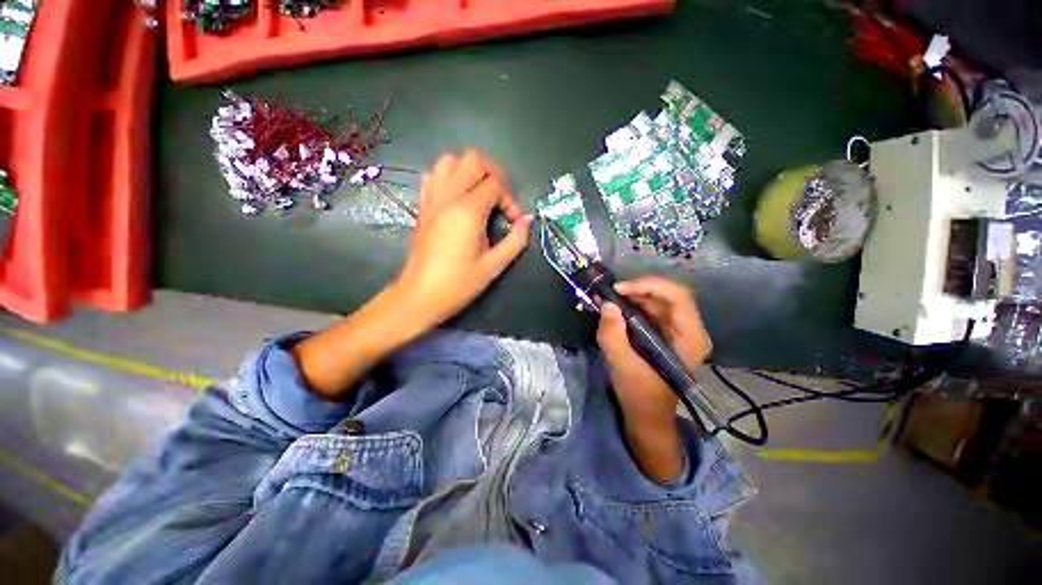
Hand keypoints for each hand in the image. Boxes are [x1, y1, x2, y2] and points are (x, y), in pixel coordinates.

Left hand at [392, 151, 532, 329]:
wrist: (421, 296)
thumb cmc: (459, 284)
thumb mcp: (494, 265)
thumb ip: (515, 240)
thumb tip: (528, 220)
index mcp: (468, 211)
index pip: (496, 185)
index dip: (510, 201)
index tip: (514, 222)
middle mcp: (448, 197)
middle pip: (473, 160)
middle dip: (494, 174)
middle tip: (500, 199)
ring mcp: (432, 199)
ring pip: (449, 161)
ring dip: (469, 171)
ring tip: (480, 193)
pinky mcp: (423, 207)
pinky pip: (433, 176)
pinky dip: (448, 177)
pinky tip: (458, 197)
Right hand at [597, 277, 711, 425]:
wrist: (647, 415)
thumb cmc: (641, 395)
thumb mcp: (623, 366)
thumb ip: (613, 335)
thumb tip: (606, 304)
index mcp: (690, 338)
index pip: (678, 296)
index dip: (649, 286)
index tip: (619, 290)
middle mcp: (689, 330)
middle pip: (667, 295)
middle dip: (636, 290)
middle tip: (609, 294)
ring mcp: (678, 331)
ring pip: (657, 301)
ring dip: (632, 297)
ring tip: (607, 299)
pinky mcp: (665, 334)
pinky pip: (650, 311)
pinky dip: (631, 306)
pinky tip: (614, 309)